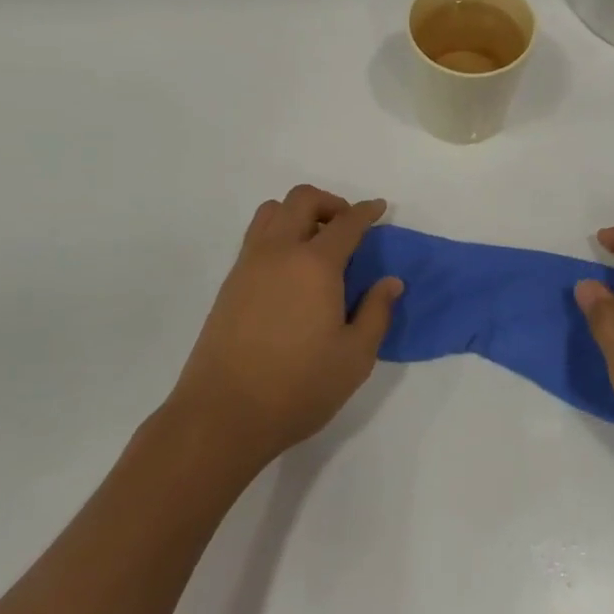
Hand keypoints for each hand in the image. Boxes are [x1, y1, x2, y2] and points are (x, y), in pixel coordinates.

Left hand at [166, 185, 401, 473]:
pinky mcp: (230, 283)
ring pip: (271, 211)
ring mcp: (249, 264)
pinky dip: (277, 233)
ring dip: (298, 213)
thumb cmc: (299, 387)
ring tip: (316, 243)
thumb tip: (390, 282)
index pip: (346, 222)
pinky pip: (255, 236)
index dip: (367, 211)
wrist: (223, 414)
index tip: (380, 208)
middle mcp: (279, 251)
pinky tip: (290, 270)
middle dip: (330, 202)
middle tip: (348, 227)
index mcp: (315, 264)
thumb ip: (376, 313)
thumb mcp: (355, 357)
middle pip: (302, 199)